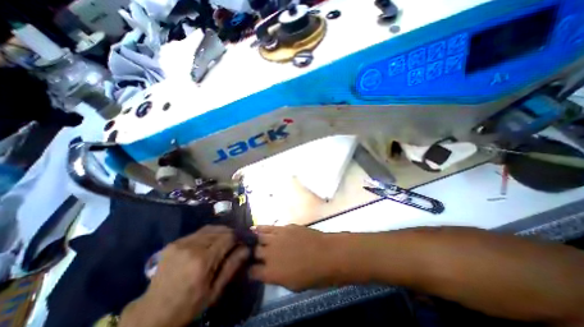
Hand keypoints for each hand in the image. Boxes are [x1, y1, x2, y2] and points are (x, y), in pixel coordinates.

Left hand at [120, 226, 248, 326]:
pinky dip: (208, 234)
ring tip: (224, 240)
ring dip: (220, 232)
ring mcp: (181, 243)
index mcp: (203, 261)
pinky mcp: (174, 243)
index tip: (242, 241)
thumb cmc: (189, 305)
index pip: (228, 237)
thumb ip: (232, 266)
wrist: (152, 314)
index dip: (238, 237)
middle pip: (219, 230)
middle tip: (234, 241)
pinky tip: (209, 242)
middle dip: (230, 233)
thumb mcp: (215, 291)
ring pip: (209, 228)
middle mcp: (192, 247)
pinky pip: (198, 232)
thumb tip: (247, 248)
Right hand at [250, 224, 337, 290]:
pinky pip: (269, 227)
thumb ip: (277, 277)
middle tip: (251, 253)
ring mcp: (277, 238)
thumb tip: (268, 271)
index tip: (250, 270)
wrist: (327, 254)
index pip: (252, 272)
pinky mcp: (284, 228)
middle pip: (254, 252)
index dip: (250, 271)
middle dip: (252, 253)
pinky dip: (260, 228)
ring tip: (246, 237)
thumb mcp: (292, 284)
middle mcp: (270, 254)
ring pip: (259, 237)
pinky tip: (255, 228)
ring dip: (252, 239)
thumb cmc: (313, 275)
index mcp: (271, 272)